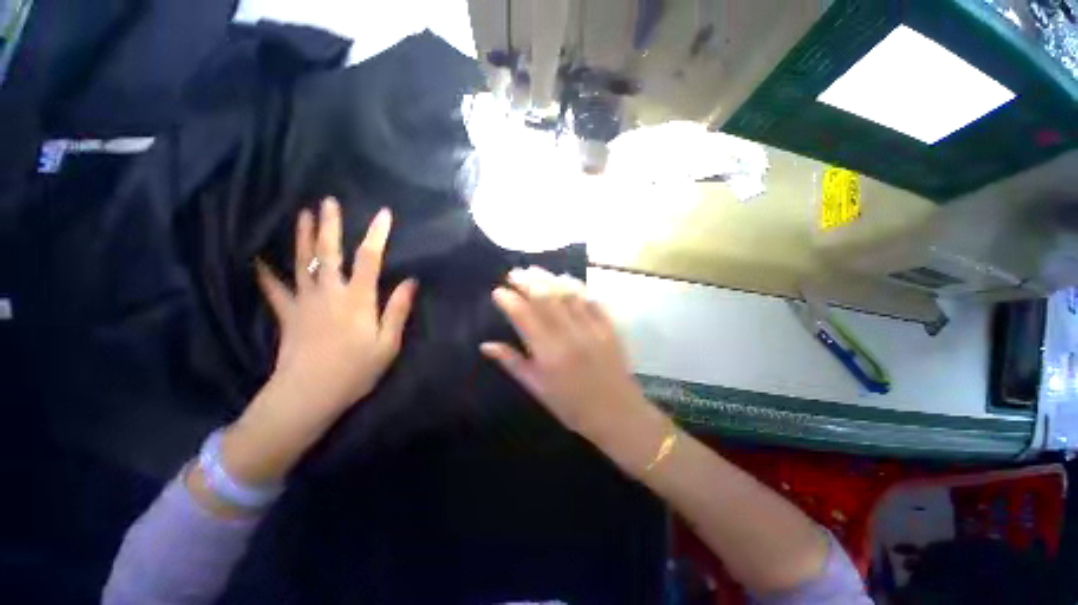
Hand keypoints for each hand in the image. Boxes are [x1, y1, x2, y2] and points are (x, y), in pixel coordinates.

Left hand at [221, 198, 415, 484]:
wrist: (308, 395)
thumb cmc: (355, 370)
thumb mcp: (388, 344)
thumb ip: (398, 310)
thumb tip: (411, 281)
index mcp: (358, 299)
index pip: (370, 259)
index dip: (377, 234)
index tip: (384, 214)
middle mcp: (330, 293)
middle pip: (329, 253)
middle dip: (331, 225)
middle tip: (328, 202)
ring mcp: (304, 302)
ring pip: (302, 263)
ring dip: (303, 237)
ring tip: (303, 215)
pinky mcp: (288, 315)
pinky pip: (275, 290)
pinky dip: (266, 275)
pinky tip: (258, 262)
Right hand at [481, 267, 649, 440]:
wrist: (617, 414)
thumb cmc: (571, 406)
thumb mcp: (537, 389)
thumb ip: (512, 363)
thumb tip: (486, 345)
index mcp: (549, 353)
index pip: (524, 316)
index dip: (509, 300)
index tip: (498, 292)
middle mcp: (570, 335)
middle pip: (546, 297)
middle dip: (527, 281)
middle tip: (514, 273)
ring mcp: (592, 328)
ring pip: (568, 293)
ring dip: (550, 278)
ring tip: (535, 271)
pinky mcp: (609, 326)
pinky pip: (592, 299)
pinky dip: (577, 287)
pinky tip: (566, 280)